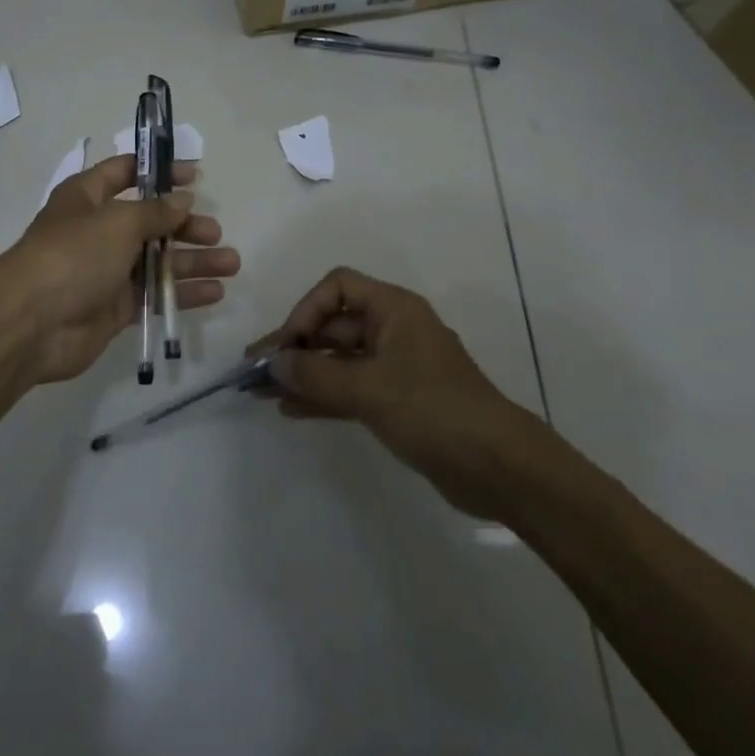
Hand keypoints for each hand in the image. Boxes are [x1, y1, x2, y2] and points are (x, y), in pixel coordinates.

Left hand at [0, 155, 239, 384]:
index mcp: (87, 197)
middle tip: (215, 231)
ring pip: (158, 260)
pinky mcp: (115, 307)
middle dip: (184, 224)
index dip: (160, 172)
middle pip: (149, 221)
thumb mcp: (118, 222)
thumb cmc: (74, 255)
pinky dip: (183, 292)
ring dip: (194, 260)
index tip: (196, 177)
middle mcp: (97, 230)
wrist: (31, 324)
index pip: (126, 172)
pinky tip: (216, 292)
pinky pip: (155, 295)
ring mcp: (106, 271)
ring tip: (232, 263)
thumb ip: (155, 212)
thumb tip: (183, 200)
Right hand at [250, 267, 536, 521]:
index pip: (338, 287)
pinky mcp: (397, 402)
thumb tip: (273, 363)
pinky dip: (322, 396)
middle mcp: (393, 331)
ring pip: (338, 361)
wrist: (499, 467)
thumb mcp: (369, 389)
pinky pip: (350, 389)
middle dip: (295, 347)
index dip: (306, 310)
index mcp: (394, 310)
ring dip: (303, 374)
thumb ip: (316, 375)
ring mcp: (395, 368)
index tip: (286, 346)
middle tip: (255, 371)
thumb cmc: (434, 410)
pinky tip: (291, 410)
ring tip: (262, 393)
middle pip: (333, 326)